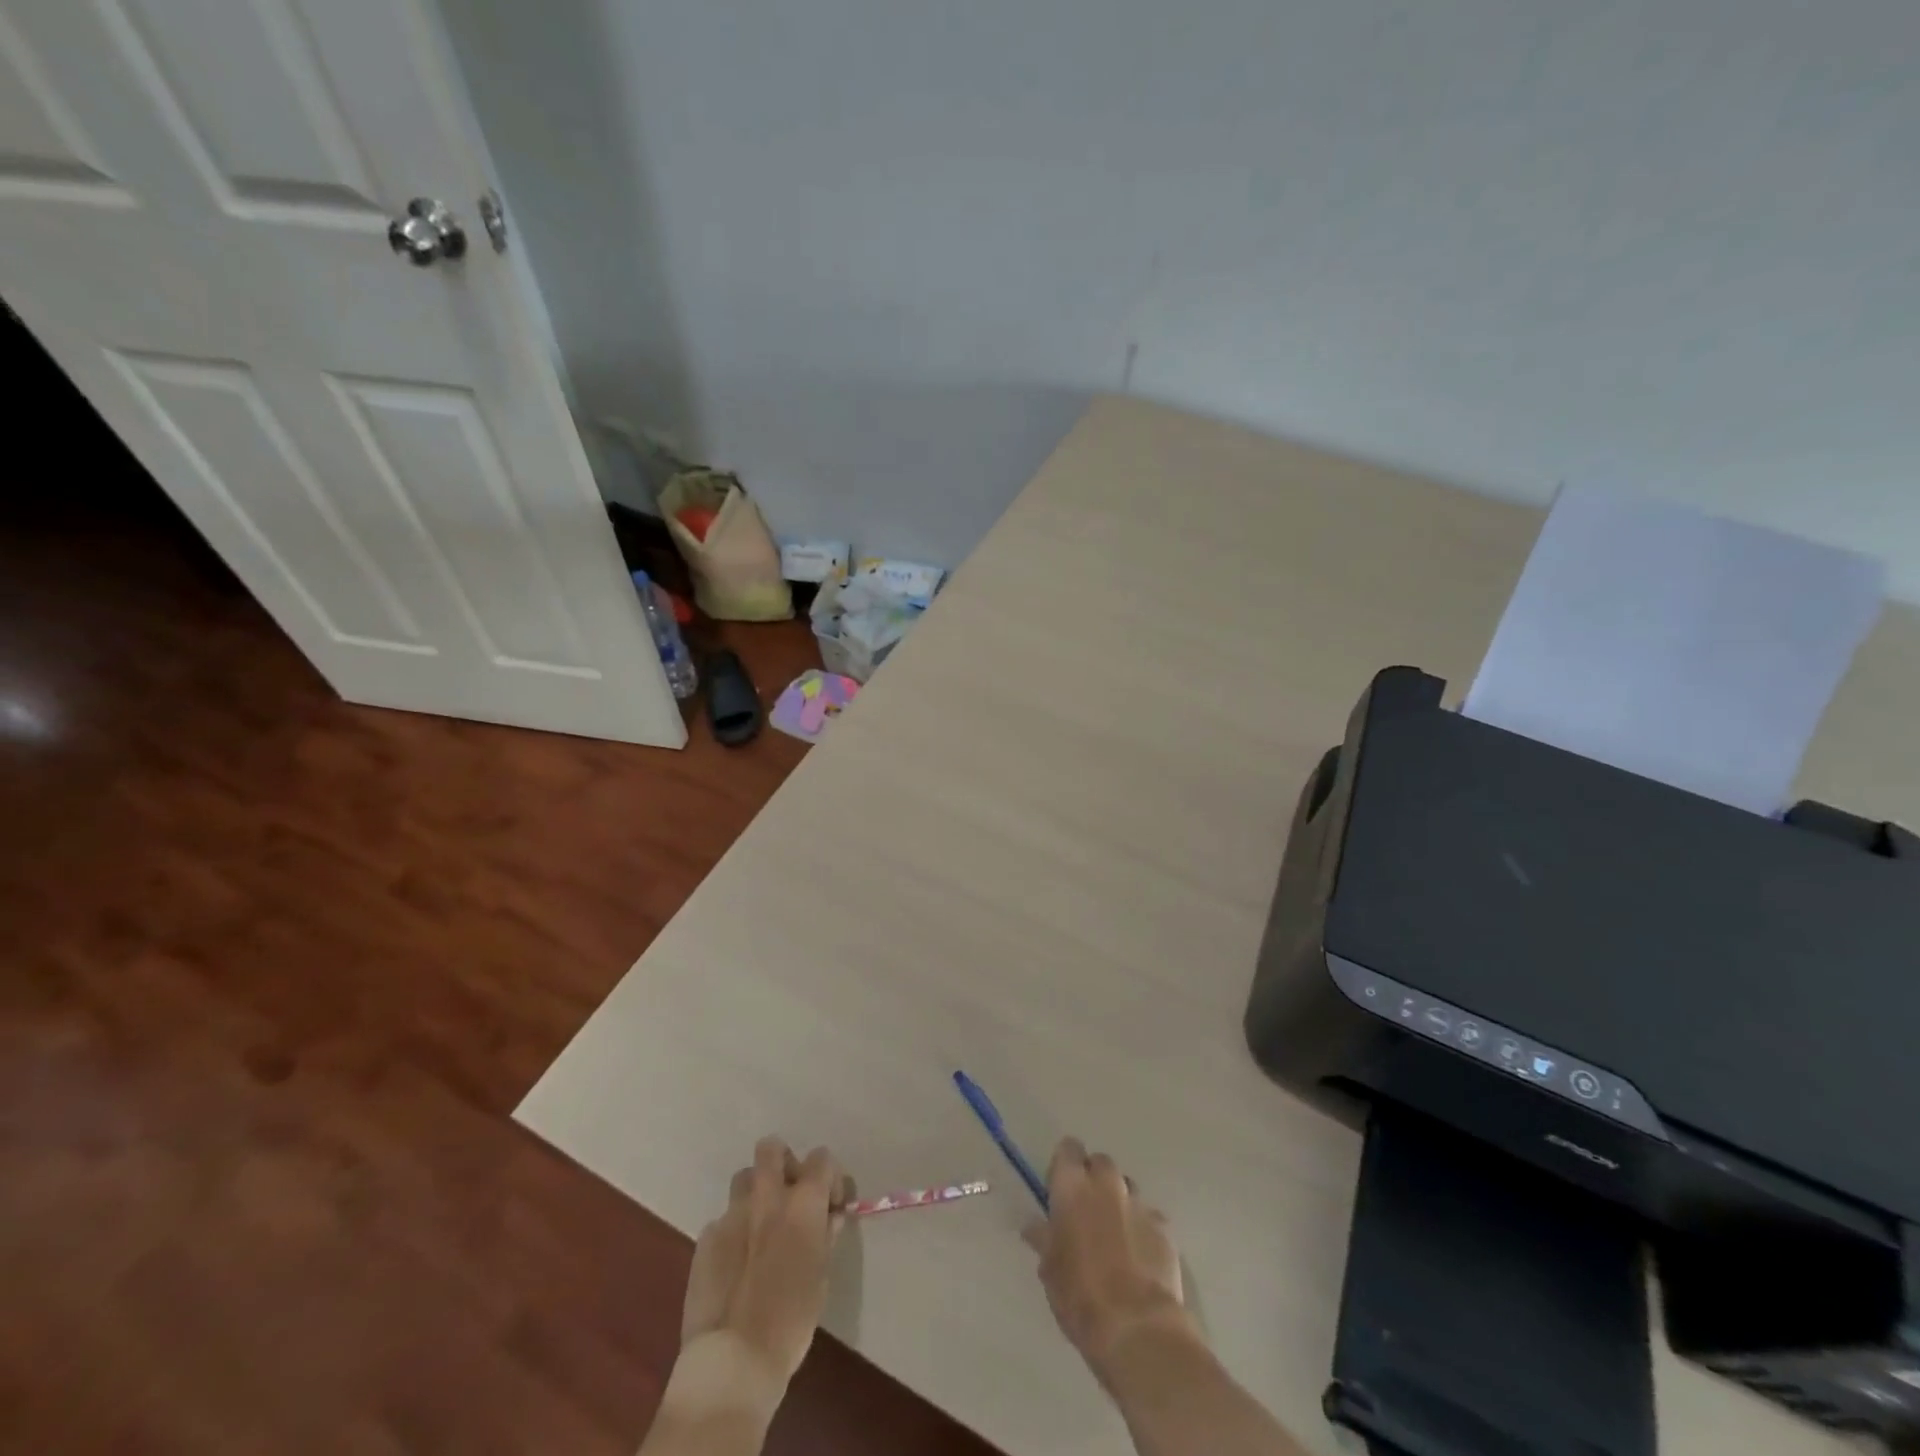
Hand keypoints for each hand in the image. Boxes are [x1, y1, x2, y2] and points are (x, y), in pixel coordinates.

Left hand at [681, 1137, 848, 1384]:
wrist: (733, 1358)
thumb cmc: (791, 1320)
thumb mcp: (821, 1277)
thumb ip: (825, 1237)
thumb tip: (829, 1218)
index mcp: (802, 1203)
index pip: (822, 1158)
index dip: (830, 1176)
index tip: (830, 1205)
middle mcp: (767, 1197)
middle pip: (771, 1148)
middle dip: (783, 1161)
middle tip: (789, 1193)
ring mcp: (731, 1215)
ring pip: (744, 1179)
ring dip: (755, 1193)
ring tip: (760, 1227)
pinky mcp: (705, 1238)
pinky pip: (722, 1221)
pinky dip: (733, 1232)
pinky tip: (735, 1265)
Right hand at [1025, 1137, 1195, 1373]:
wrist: (1137, 1328)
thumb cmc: (1080, 1296)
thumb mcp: (1050, 1269)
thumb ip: (1043, 1238)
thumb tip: (1034, 1225)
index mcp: (1073, 1187)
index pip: (1068, 1149)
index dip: (1064, 1165)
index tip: (1060, 1188)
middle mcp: (1107, 1184)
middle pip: (1100, 1164)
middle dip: (1094, 1180)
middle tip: (1086, 1212)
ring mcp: (1139, 1203)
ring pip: (1126, 1187)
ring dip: (1119, 1202)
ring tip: (1115, 1236)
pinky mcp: (1164, 1227)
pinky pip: (1149, 1217)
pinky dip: (1142, 1228)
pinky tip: (1139, 1257)